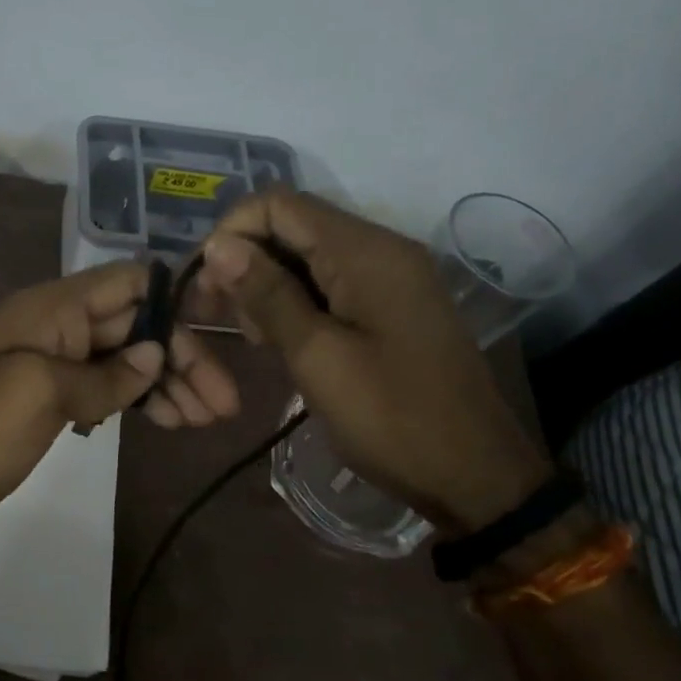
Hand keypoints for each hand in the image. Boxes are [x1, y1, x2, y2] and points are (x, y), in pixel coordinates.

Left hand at [0, 262, 240, 554]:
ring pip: (119, 360)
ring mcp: (47, 365)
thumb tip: (154, 356)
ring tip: (204, 421)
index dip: (176, 301)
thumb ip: (102, 376)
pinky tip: (160, 421)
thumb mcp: (38, 396)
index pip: (129, 282)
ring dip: (163, 383)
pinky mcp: (42, 401)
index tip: (223, 332)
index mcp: (51, 309)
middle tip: (224, 406)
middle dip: (180, 357)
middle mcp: (53, 327)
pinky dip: (131, 401)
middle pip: (132, 325)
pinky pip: (98, 389)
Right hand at [192, 190, 550, 532]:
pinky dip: (295, 301)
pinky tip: (278, 338)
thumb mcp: (317, 356)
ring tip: (250, 335)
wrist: (473, 476)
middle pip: (292, 226)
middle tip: (218, 315)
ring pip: (306, 256)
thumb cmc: (391, 417)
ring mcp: (389, 276)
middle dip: (245, 261)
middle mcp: (380, 248)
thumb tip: (217, 246)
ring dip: (266, 285)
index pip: (279, 204)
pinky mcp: (389, 304)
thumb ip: (266, 294)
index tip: (206, 284)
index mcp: (365, 251)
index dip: (232, 232)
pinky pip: (329, 282)